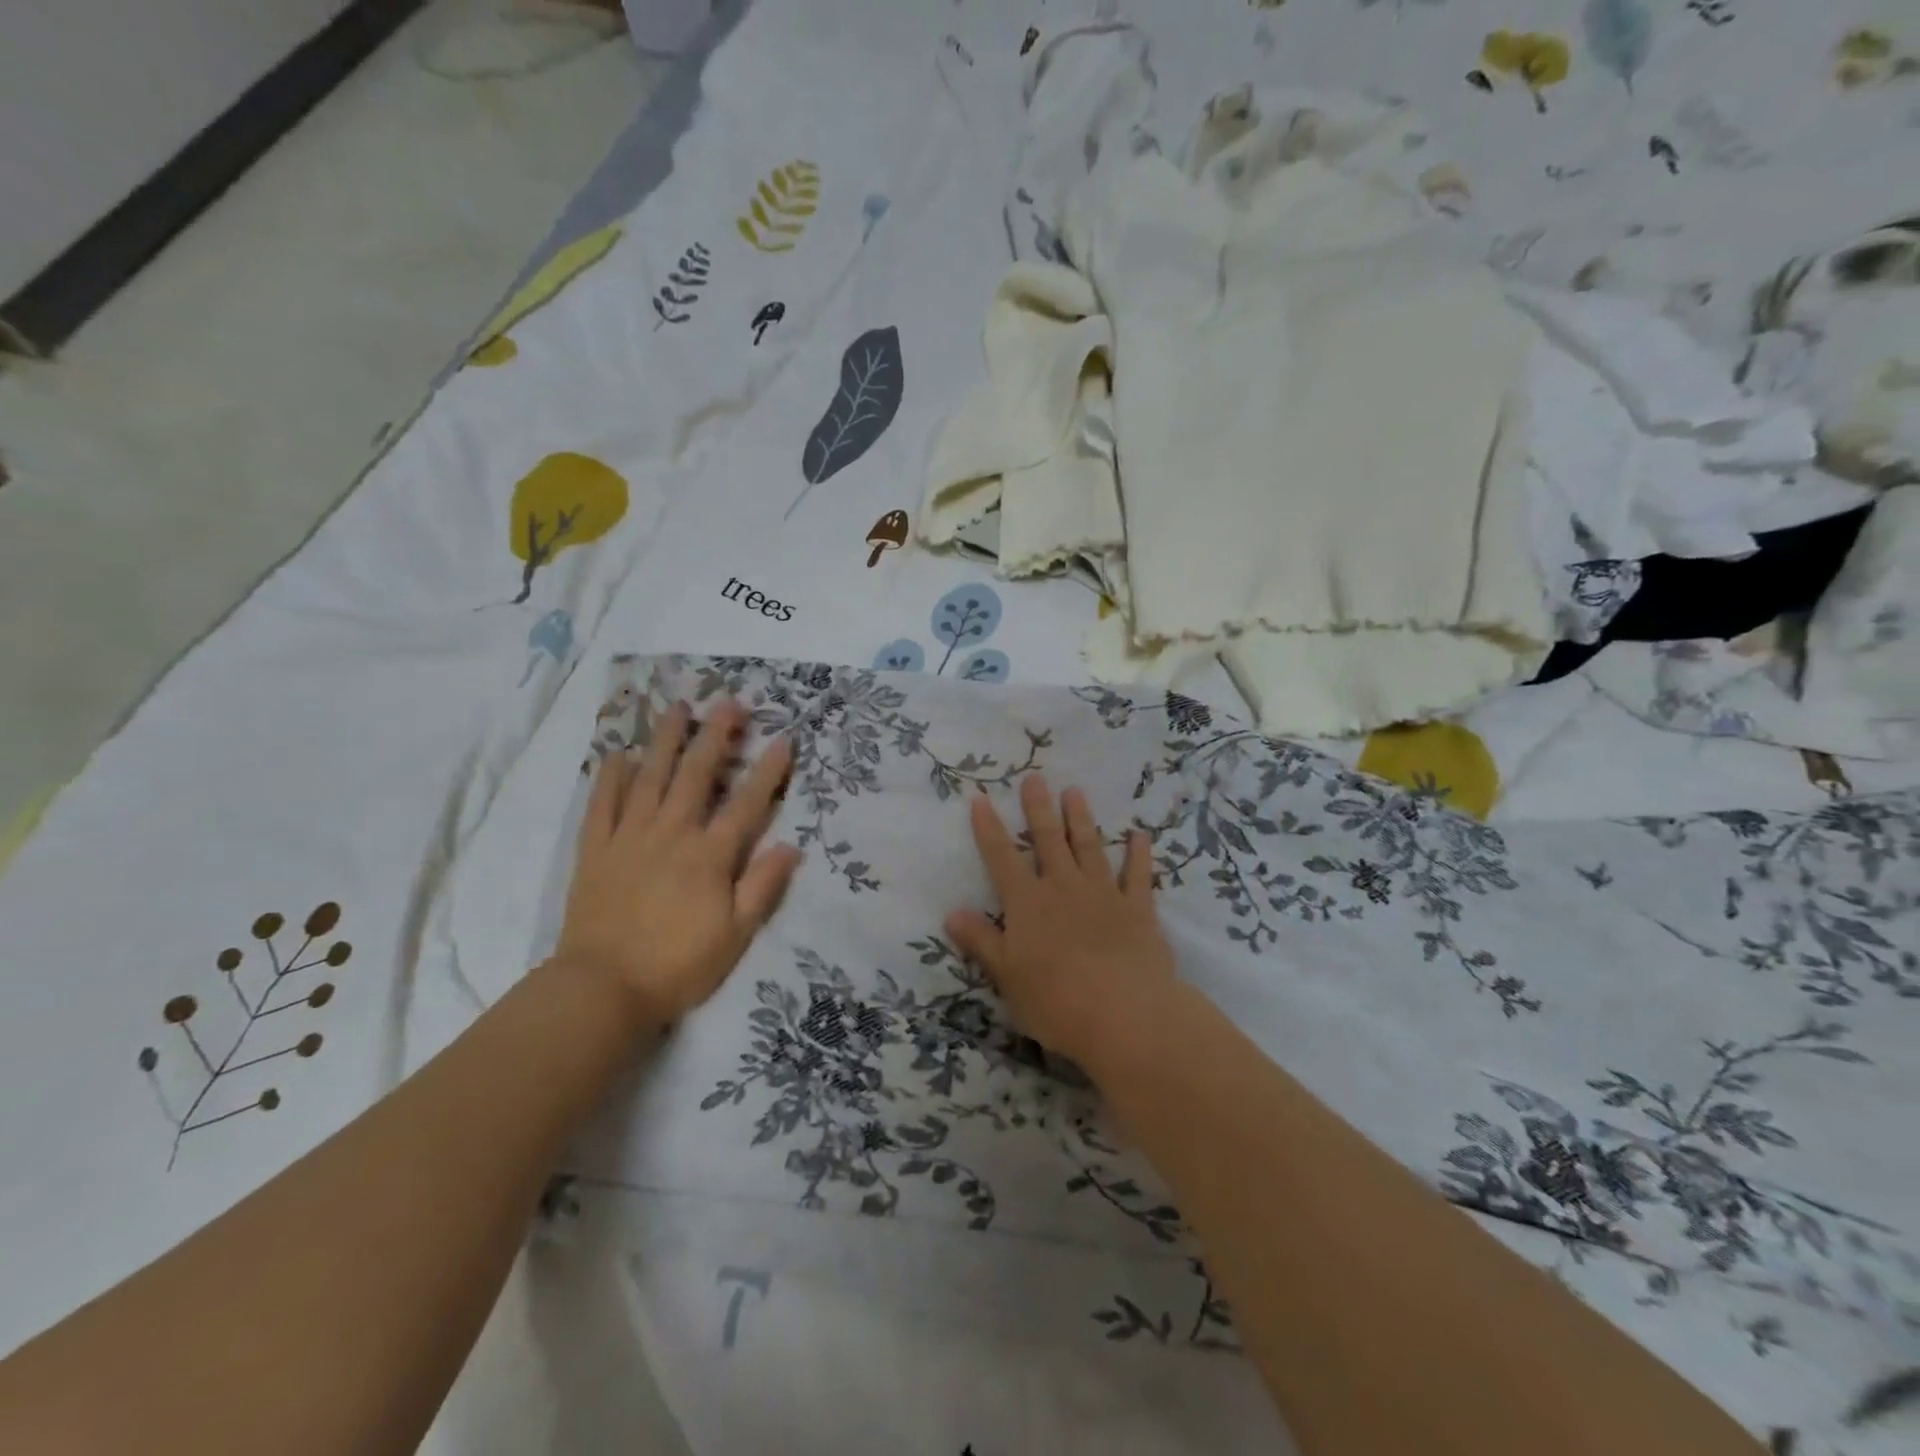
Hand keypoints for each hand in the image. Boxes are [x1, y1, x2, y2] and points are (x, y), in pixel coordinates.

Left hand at [554, 699, 801, 1027]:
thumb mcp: (735, 935)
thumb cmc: (678, 965)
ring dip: (665, 740)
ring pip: (650, 777)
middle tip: (729, 702)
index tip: (784, 739)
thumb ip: (762, 887)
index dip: (768, 771)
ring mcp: (629, 837)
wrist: (602, 989)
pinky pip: (602, 804)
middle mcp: (671, 834)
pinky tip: (618, 754)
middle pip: (696, 775)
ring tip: (677, 707)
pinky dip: (610, 777)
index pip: (746, 804)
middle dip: (716, 735)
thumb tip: (792, 846)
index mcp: (709, 856)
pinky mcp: (595, 850)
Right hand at [945, 774, 1178, 1068]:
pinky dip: (1139, 855)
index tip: (980, 799)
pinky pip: (1138, 875)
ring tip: (1075, 791)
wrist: (1123, 1014)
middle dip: (1038, 808)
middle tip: (1035, 778)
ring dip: (1081, 819)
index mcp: (1028, 903)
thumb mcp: (1006, 975)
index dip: (989, 829)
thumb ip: (981, 941)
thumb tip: (952, 913)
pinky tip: (1140, 835)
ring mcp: (1103, 894)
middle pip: (1047, 841)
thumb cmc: (1054, 1000)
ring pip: (1089, 847)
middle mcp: (1063, 888)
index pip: (1001, 858)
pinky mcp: (1138, 909)